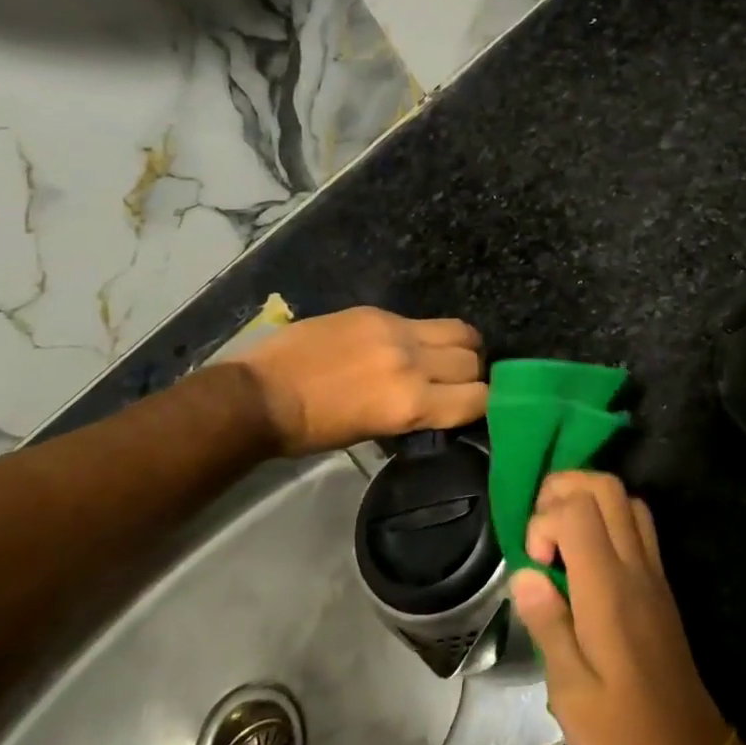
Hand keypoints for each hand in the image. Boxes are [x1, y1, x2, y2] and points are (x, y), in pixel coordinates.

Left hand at [233, 307, 486, 454]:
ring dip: (460, 347)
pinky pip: (421, 321)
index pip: (478, 397)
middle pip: (473, 360)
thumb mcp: (373, 432)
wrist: (260, 394)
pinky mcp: (376, 312)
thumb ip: (416, 412)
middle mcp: (412, 363)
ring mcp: (395, 331)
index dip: (485, 403)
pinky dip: (425, 335)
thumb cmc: (312, 430)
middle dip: (473, 373)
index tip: (476, 406)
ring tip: (443, 357)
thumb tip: (442, 403)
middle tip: (457, 382)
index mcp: (410, 404)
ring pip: (460, 331)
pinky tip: (407, 345)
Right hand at [509, 472, 730, 744]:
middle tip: (539, 533)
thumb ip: (548, 624)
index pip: (578, 510)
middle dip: (564, 490)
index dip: (544, 520)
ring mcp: (654, 575)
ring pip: (626, 500)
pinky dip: (608, 520)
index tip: (533, 564)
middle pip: (607, 487)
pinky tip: (585, 561)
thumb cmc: (624, 742)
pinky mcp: (661, 589)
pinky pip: (638, 527)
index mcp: (608, 591)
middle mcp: (635, 569)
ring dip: (588, 500)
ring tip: (558, 541)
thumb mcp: (571, 695)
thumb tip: (524, 572)